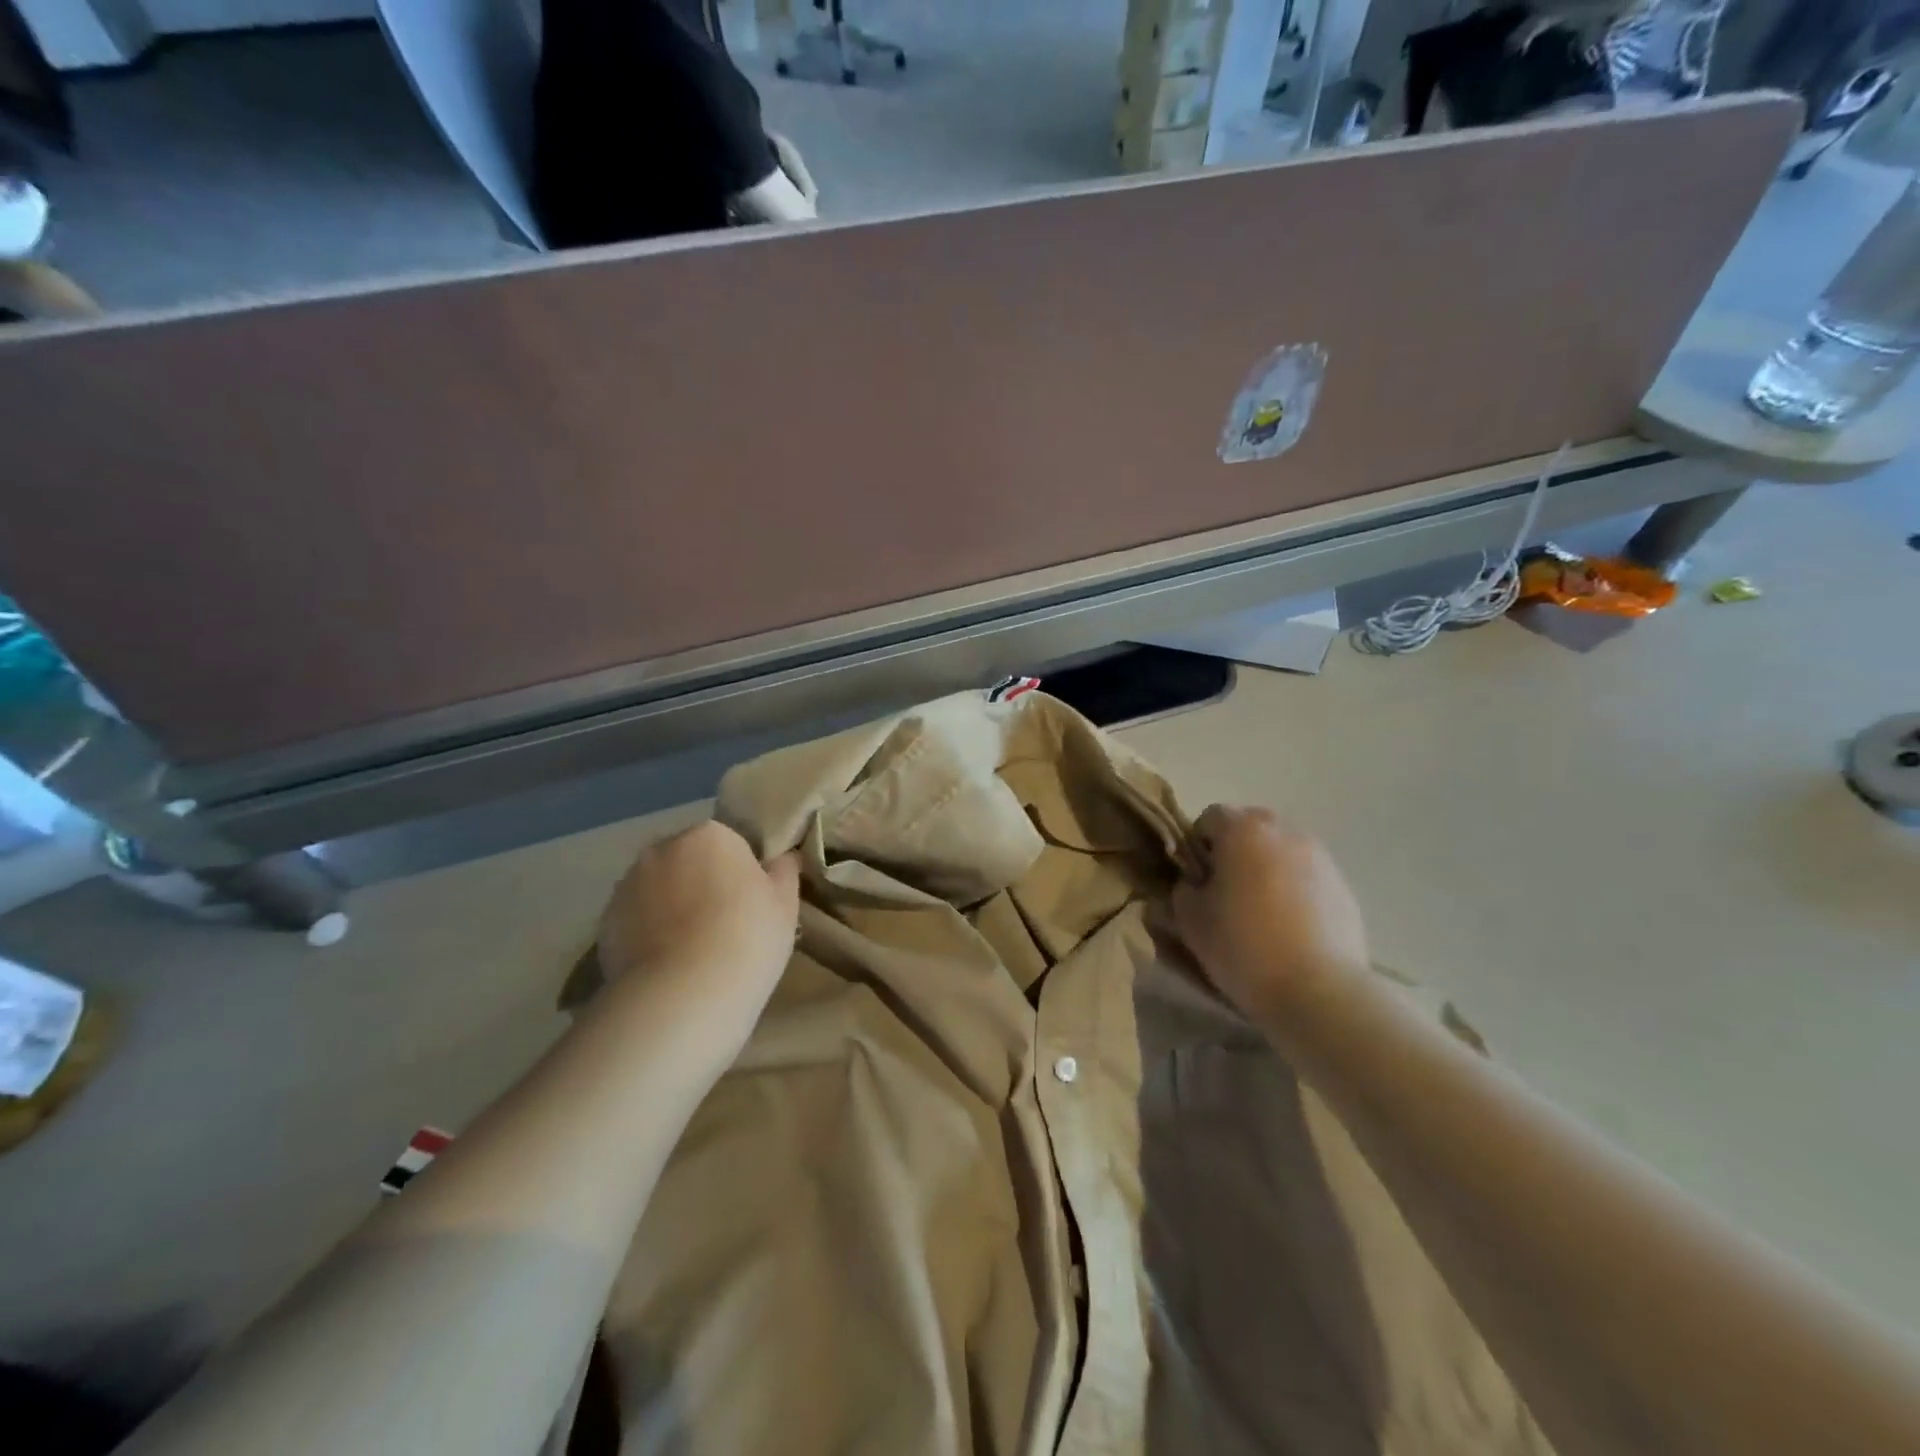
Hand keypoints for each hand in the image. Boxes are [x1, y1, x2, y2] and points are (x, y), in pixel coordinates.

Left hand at [597, 822, 799, 1013]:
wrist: (682, 997)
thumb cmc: (747, 939)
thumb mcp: (785, 904)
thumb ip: (784, 871)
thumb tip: (782, 857)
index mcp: (709, 835)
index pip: (730, 843)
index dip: (742, 874)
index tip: (751, 905)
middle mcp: (662, 848)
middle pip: (689, 861)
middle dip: (702, 885)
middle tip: (724, 928)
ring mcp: (627, 885)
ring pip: (659, 890)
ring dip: (672, 908)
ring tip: (692, 953)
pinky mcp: (604, 923)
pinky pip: (636, 921)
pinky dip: (649, 935)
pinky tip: (667, 967)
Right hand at [1171, 806, 1369, 1024]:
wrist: (1319, 992)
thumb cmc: (1243, 947)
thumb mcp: (1190, 920)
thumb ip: (1184, 890)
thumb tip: (1194, 884)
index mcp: (1244, 831)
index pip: (1210, 817)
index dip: (1197, 844)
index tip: (1195, 877)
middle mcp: (1285, 833)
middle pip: (1251, 828)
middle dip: (1235, 852)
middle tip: (1226, 892)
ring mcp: (1321, 859)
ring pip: (1282, 852)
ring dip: (1268, 869)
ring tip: (1261, 913)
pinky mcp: (1345, 889)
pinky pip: (1308, 878)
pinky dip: (1295, 891)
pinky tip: (1290, 929)